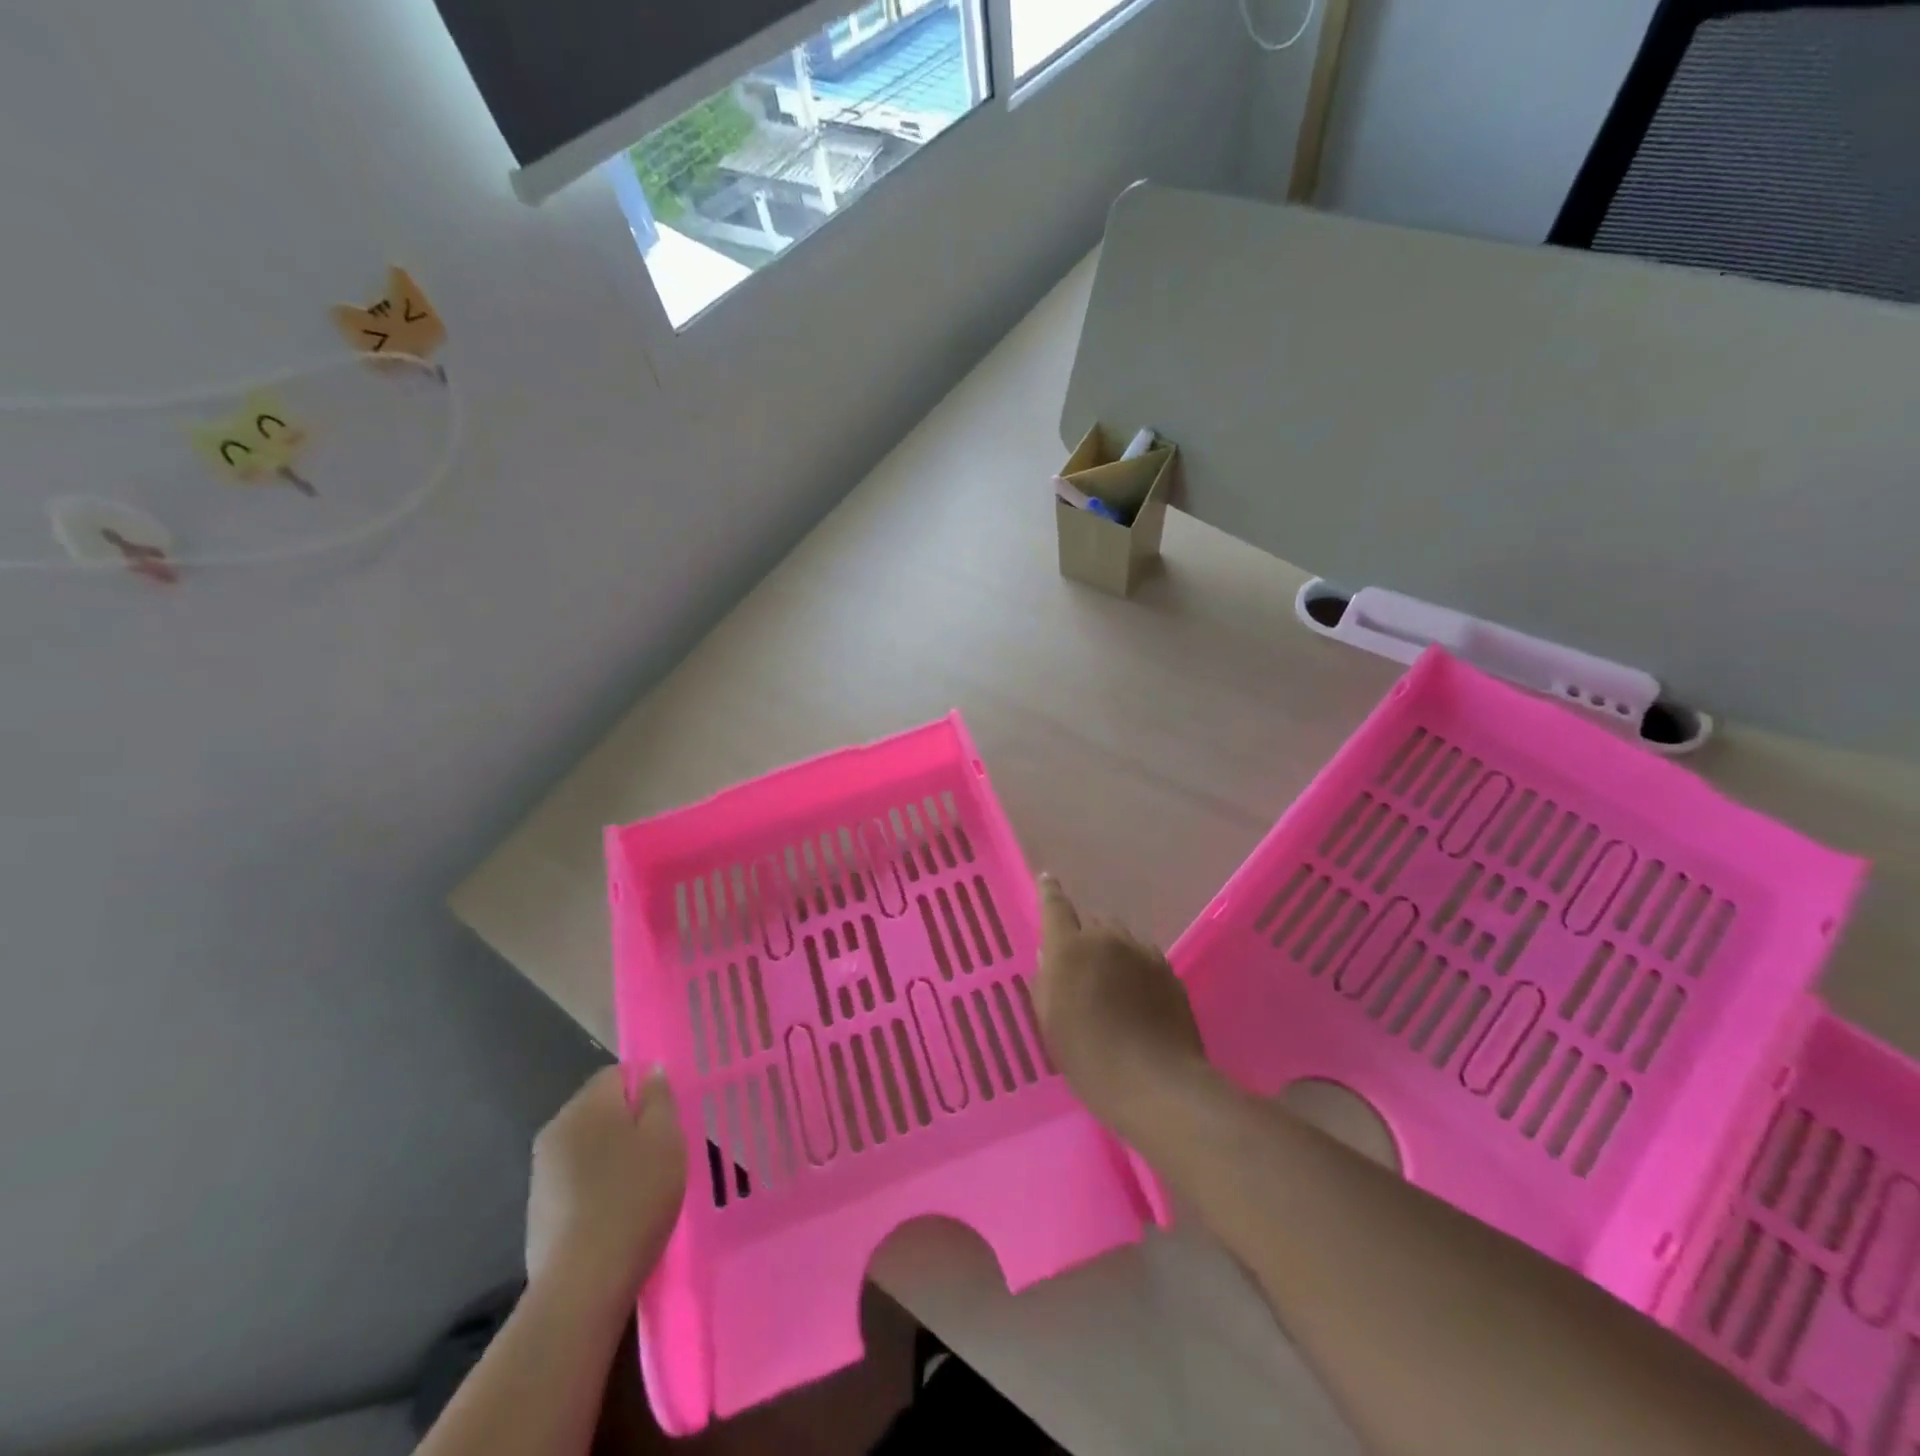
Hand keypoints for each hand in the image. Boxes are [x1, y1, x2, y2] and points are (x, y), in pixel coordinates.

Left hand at [525, 1066, 686, 1310]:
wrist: (582, 1284)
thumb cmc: (635, 1197)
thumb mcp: (666, 1138)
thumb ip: (658, 1097)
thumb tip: (649, 1072)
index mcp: (587, 1105)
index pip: (617, 1074)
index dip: (644, 1090)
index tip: (665, 1119)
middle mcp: (556, 1129)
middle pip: (599, 1109)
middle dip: (627, 1123)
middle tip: (658, 1151)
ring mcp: (541, 1172)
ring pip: (586, 1145)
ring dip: (611, 1155)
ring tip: (640, 1184)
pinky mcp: (537, 1210)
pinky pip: (574, 1179)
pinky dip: (594, 1186)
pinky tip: (615, 1212)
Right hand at [1035, 874, 1208, 1141]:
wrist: (1155, 1082)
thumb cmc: (1089, 1058)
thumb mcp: (1051, 1023)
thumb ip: (1046, 983)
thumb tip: (1050, 959)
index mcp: (1069, 948)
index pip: (1055, 906)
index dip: (1049, 892)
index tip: (1047, 880)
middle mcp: (1106, 939)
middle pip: (1092, 922)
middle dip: (1083, 935)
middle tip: (1079, 966)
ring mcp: (1142, 952)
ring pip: (1120, 938)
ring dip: (1111, 950)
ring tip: (1109, 983)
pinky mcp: (1168, 970)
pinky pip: (1143, 956)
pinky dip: (1134, 966)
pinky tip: (1135, 996)